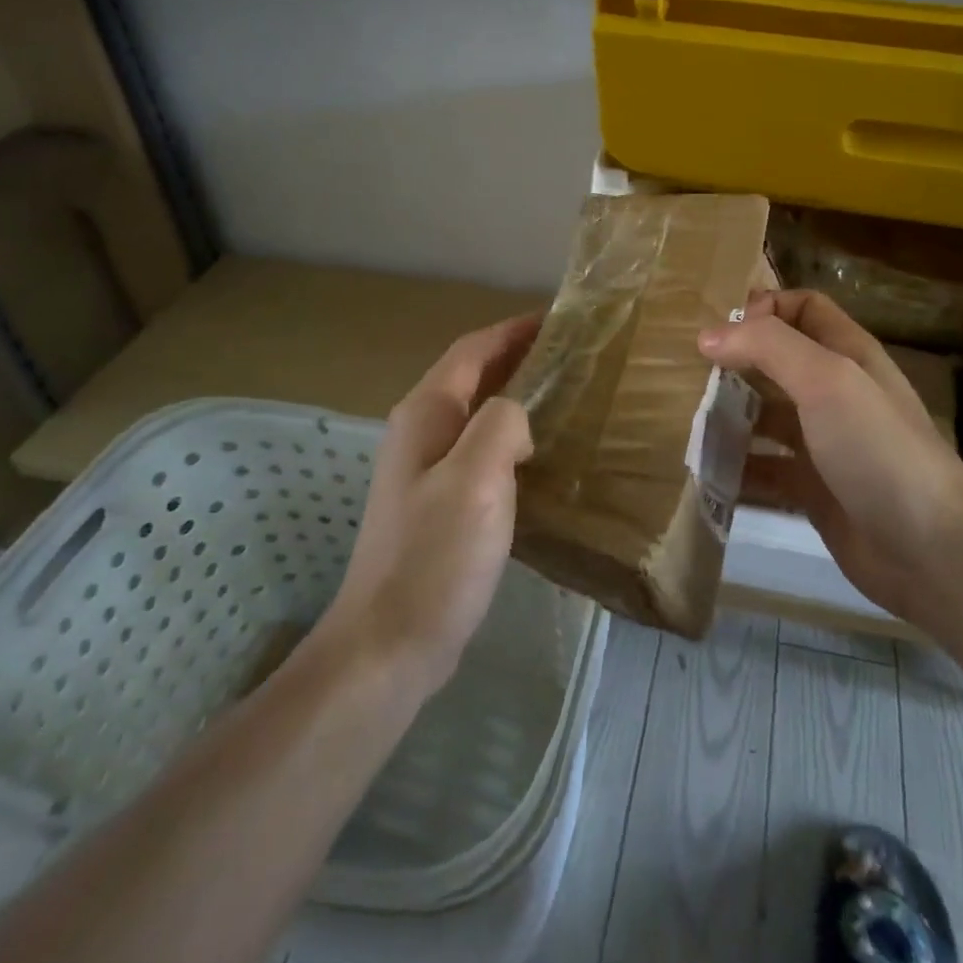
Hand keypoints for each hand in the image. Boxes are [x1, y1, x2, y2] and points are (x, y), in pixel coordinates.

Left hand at [320, 314, 539, 693]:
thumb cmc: (434, 556)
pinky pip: (481, 451)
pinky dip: (512, 438)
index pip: (472, 351)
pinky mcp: (438, 504)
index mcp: (425, 415)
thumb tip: (518, 414)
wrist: (388, 644)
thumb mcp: (476, 478)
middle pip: (473, 377)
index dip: (513, 330)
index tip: (559, 318)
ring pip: (478, 415)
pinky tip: (542, 455)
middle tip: (574, 356)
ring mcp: (426, 471)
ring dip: (517, 397)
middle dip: (518, 358)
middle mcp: (420, 433)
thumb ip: (502, 424)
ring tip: (567, 397)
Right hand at [699, 290, 962, 624]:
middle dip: (735, 362)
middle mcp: (834, 392)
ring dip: (729, 414)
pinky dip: (736, 466)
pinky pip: (764, 468)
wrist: (928, 547)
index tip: (720, 330)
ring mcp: (823, 442)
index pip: (803, 308)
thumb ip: (768, 347)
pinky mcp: (812, 488)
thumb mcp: (826, 379)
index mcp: (847, 354)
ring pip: (766, 415)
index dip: (765, 308)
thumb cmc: (877, 447)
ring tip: (684, 420)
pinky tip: (705, 469)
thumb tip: (709, 335)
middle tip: (686, 374)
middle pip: (777, 362)